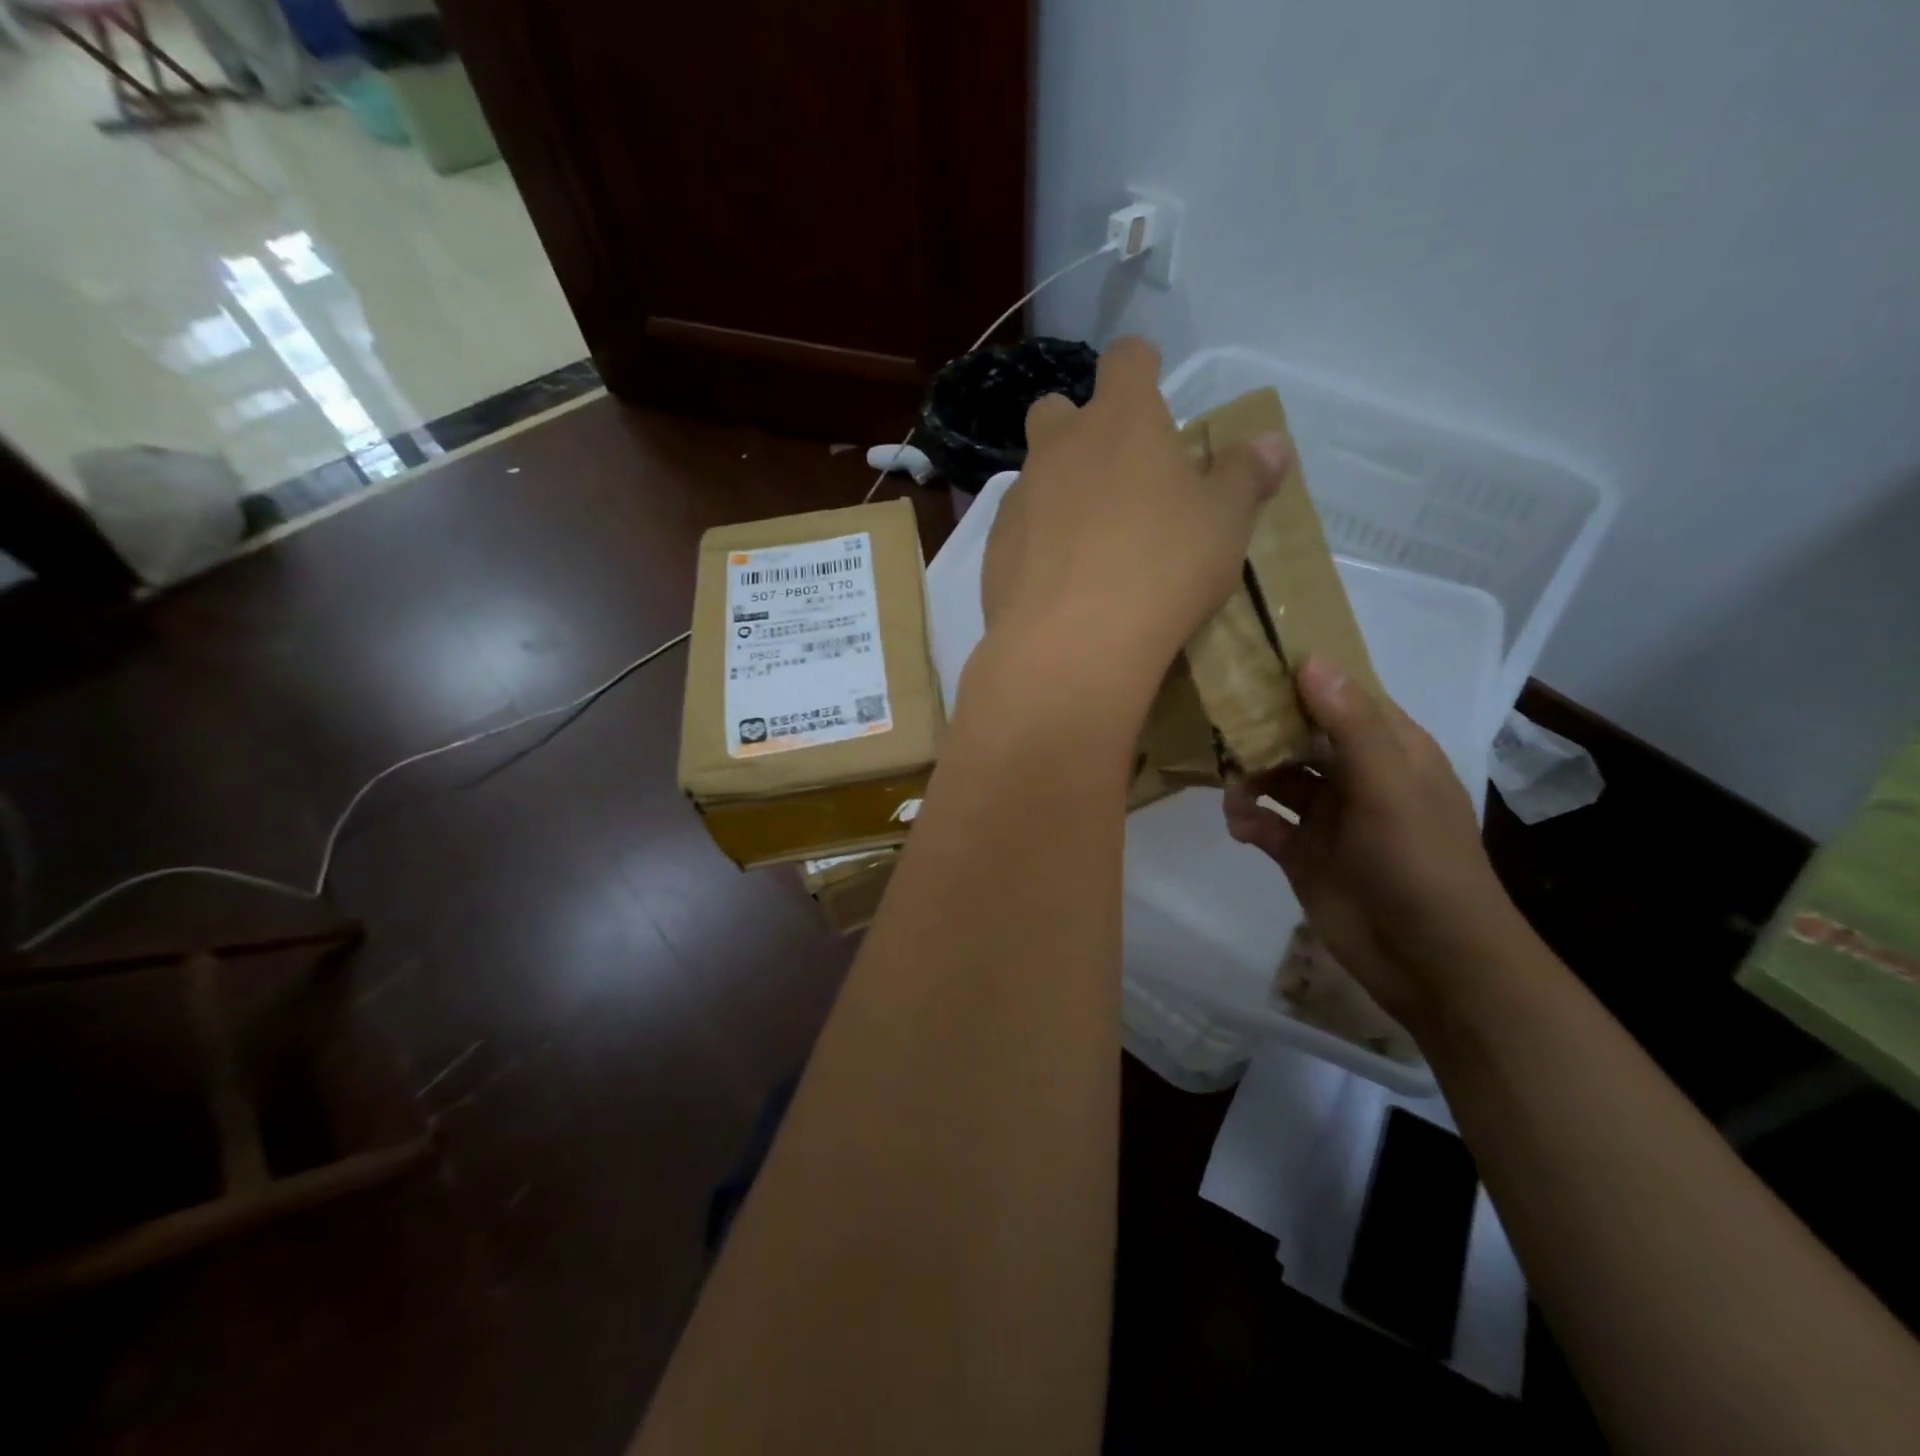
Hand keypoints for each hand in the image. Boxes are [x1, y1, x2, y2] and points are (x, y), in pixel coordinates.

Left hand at [979, 338, 1291, 709]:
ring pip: (1034, 474)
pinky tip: (1059, 582)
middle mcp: (1060, 447)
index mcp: (1122, 421)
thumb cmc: (1163, 568)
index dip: (1141, 365)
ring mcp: (1019, 498)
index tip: (1153, 384)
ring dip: (1058, 490)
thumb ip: (1244, 476)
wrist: (1073, 644)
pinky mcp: (994, 550)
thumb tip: (1271, 444)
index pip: (1126, 359)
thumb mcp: (1224, 523)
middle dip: (1080, 428)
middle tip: (1114, 474)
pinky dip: (1036, 542)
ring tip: (1089, 541)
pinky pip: (1016, 530)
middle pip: (1058, 409)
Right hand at [1222, 657, 1525, 1028]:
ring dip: (1249, 776)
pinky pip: (1263, 822)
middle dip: (1262, 729)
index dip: (1301, 679)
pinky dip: (1246, 818)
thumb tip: (1310, 661)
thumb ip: (1349, 724)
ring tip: (1232, 789)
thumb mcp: (1389, 786)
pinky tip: (1240, 826)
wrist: (1428, 959)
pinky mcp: (1301, 852)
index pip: (1341, 697)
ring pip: (1275, 776)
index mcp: (1389, 749)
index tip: (1250, 662)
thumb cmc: (1418, 862)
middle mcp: (1355, 774)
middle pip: (1299, 734)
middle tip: (1221, 724)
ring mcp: (1327, 815)